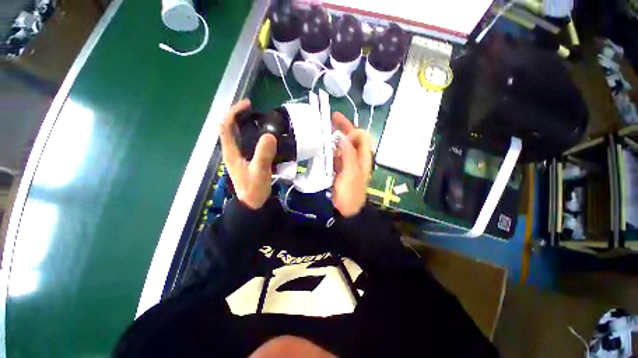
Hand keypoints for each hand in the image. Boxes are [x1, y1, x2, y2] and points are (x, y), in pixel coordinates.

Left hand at [220, 99, 277, 209]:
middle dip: (239, 115)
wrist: (253, 203)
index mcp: (231, 152)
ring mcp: (238, 156)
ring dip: (245, 124)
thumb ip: (263, 155)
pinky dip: (251, 134)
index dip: (234, 112)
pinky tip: (262, 135)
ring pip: (237, 134)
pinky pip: (245, 142)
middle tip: (254, 110)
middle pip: (229, 128)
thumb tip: (270, 135)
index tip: (248, 105)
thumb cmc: (254, 188)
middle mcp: (231, 151)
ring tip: (259, 119)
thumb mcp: (260, 171)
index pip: (226, 126)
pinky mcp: (245, 160)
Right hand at [332, 112, 372, 216]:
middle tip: (331, 118)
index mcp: (363, 158)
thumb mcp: (351, 173)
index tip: (337, 124)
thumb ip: (348, 154)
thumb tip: (343, 137)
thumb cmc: (350, 193)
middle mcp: (357, 158)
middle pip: (352, 139)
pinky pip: (336, 156)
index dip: (351, 128)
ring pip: (343, 147)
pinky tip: (322, 148)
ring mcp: (348, 164)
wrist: (345, 211)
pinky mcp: (340, 170)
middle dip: (343, 128)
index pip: (361, 136)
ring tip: (323, 131)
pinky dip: (330, 150)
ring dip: (335, 138)